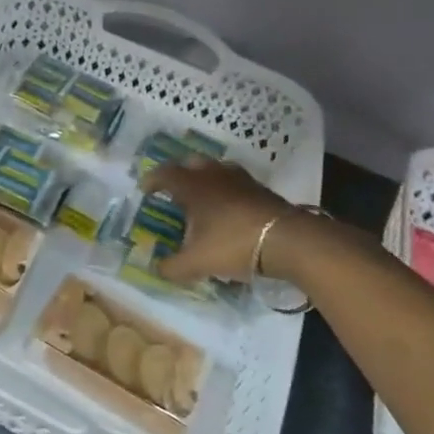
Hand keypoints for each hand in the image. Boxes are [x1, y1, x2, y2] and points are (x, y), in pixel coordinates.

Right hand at [140, 157, 299, 283]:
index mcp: (192, 186)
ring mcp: (240, 179)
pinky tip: (229, 209)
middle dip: (179, 173)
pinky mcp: (261, 189)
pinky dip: (226, 190)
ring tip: (202, 198)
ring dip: (205, 179)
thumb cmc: (234, 244)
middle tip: (173, 190)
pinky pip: (235, 182)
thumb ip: (173, 267)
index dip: (152, 180)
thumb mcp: (197, 262)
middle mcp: (213, 175)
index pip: (164, 174)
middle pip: (191, 163)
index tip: (144, 190)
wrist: (288, 240)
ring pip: (216, 169)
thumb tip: (157, 269)